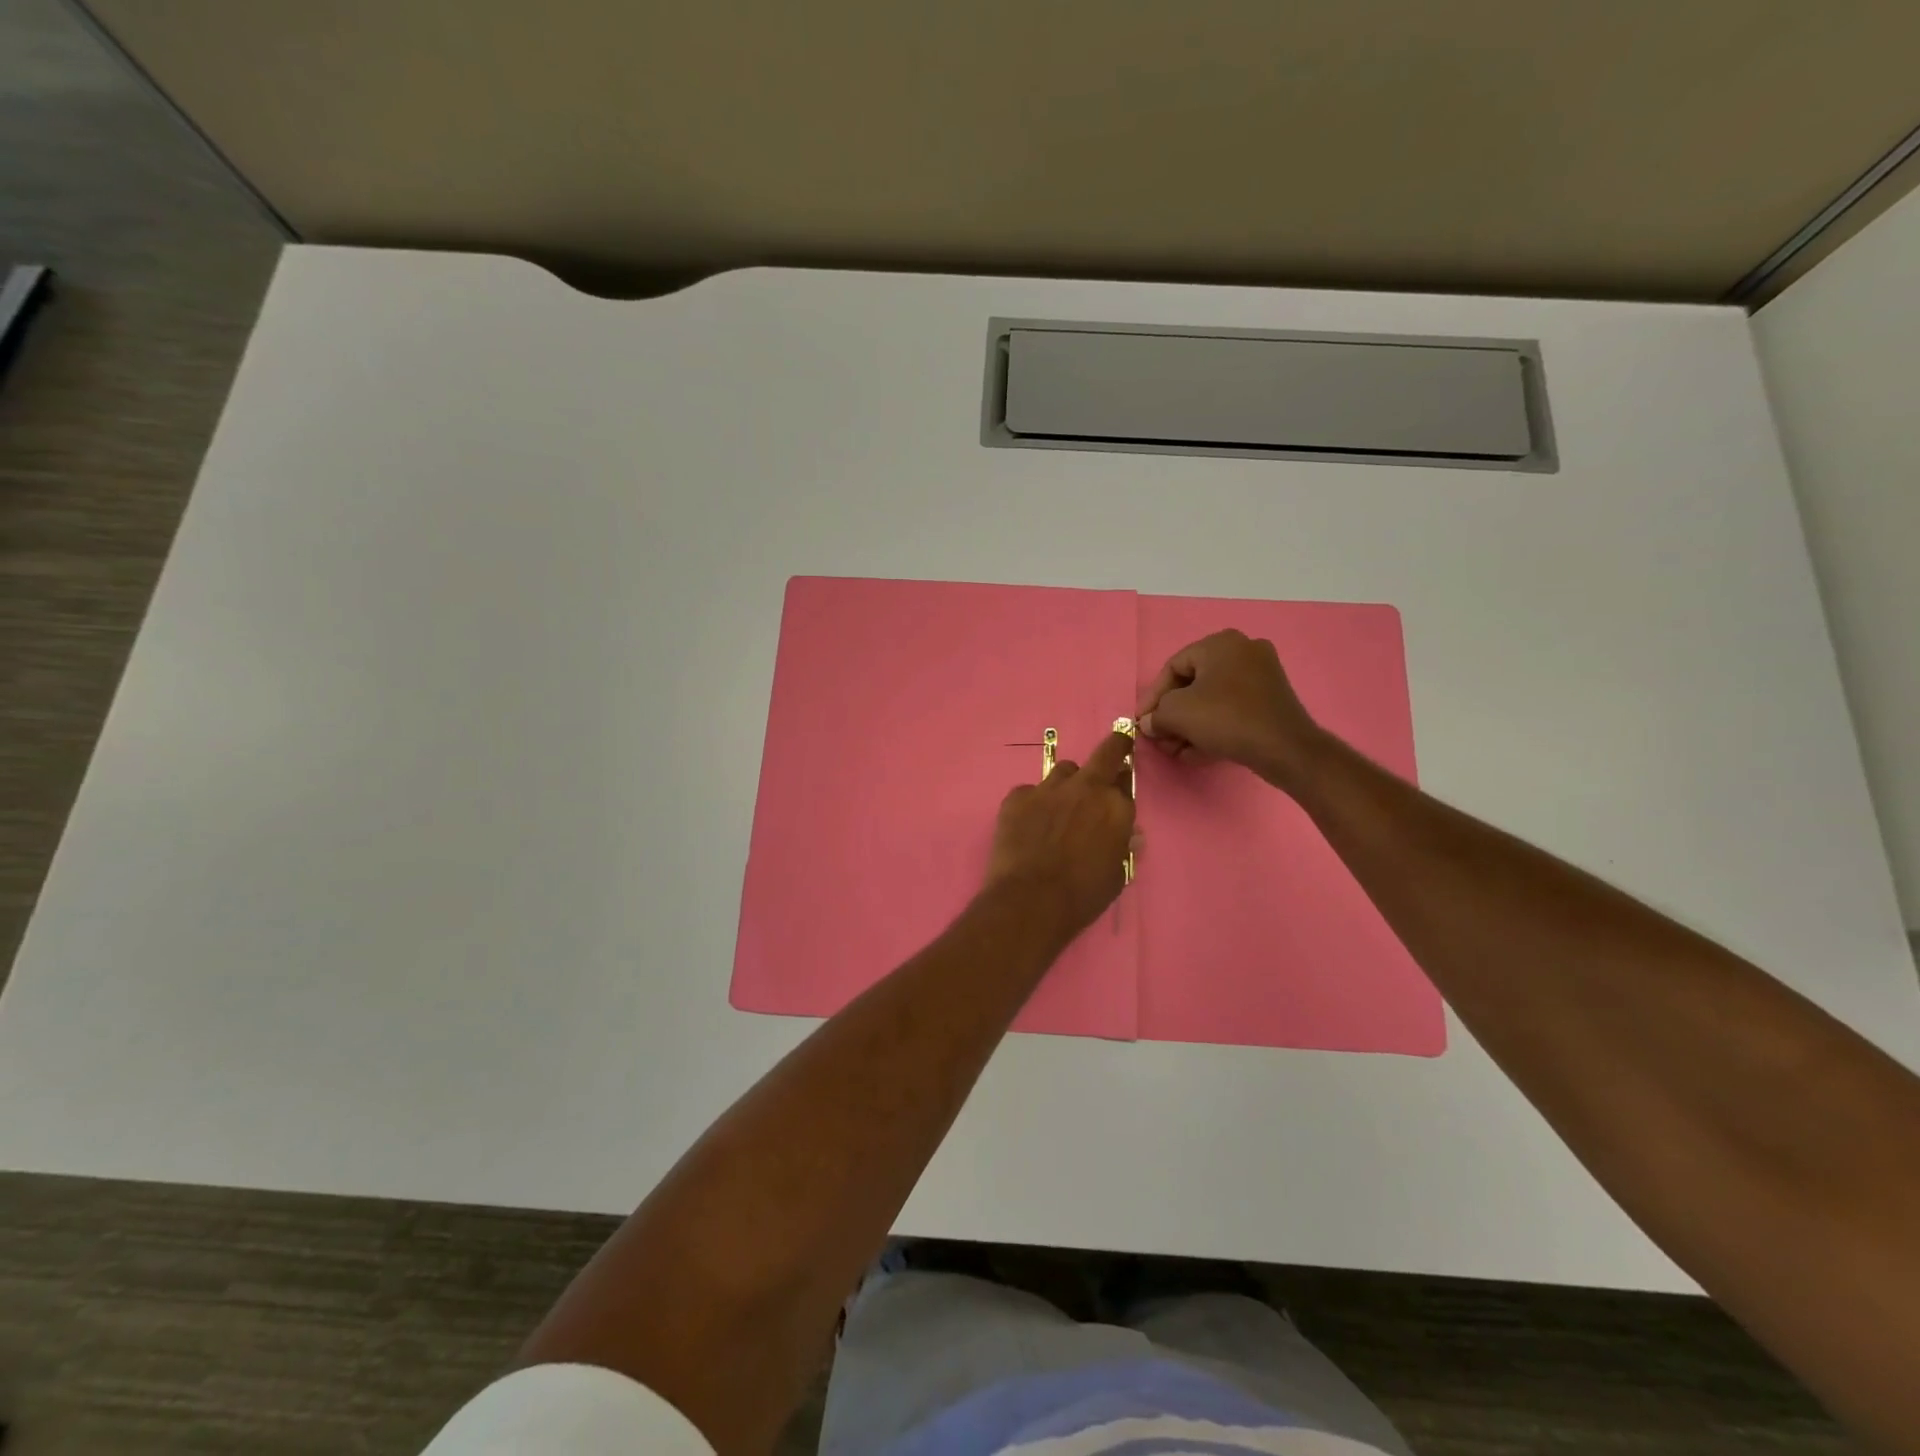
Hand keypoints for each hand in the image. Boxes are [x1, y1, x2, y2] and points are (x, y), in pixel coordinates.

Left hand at [987, 731, 1138, 937]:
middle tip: (1114, 748)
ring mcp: (1048, 789)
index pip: (1125, 782)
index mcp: (1116, 808)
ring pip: (1064, 771)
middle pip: (1105, 753)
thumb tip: (1129, 834)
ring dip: (1067, 784)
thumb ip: (1122, 847)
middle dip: (1113, 747)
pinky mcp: (1017, 797)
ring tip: (1058, 808)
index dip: (1122, 783)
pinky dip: (1031, 804)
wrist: (1030, 901)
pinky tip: (1027, 826)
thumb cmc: (1082, 896)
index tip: (1119, 785)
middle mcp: (1086, 789)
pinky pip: (1029, 792)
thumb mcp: (1116, 875)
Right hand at [1136, 630, 1322, 790]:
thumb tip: (1149, 723)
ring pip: (1212, 700)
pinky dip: (1212, 728)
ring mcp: (1261, 675)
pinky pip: (1231, 709)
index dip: (1152, 697)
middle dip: (1172, 716)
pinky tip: (1197, 752)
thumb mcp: (1176, 713)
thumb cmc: (1225, 719)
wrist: (1285, 748)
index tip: (1142, 721)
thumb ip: (1155, 715)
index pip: (1173, 667)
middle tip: (1160, 738)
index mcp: (1220, 644)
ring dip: (1189, 726)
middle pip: (1192, 685)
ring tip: (1177, 751)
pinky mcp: (1271, 700)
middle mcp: (1243, 651)